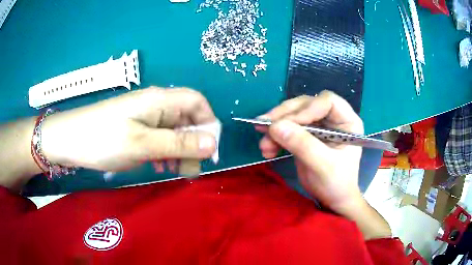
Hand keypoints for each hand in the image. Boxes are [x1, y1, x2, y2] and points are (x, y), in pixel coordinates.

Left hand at [41, 87, 216, 171]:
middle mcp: (156, 105)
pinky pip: (159, 138)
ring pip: (173, 131)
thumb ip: (178, 143)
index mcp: (160, 100)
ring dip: (179, 150)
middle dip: (193, 144)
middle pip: (187, 119)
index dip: (208, 124)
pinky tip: (158, 166)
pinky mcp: (135, 128)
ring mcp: (144, 117)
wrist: (69, 139)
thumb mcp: (143, 144)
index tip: (209, 151)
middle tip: (190, 170)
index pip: (198, 103)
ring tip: (174, 171)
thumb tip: (212, 143)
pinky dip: (164, 152)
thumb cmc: (104, 139)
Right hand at [257, 90, 364, 216]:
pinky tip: (267, 149)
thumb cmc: (336, 183)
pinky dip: (275, 136)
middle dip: (284, 116)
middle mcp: (333, 118)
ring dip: (275, 127)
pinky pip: (287, 128)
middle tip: (263, 127)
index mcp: (347, 121)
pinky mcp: (306, 134)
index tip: (287, 124)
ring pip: (293, 115)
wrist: (332, 199)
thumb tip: (275, 126)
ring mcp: (319, 125)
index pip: (327, 101)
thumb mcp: (322, 165)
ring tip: (264, 146)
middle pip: (305, 105)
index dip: (306, 109)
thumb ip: (302, 144)